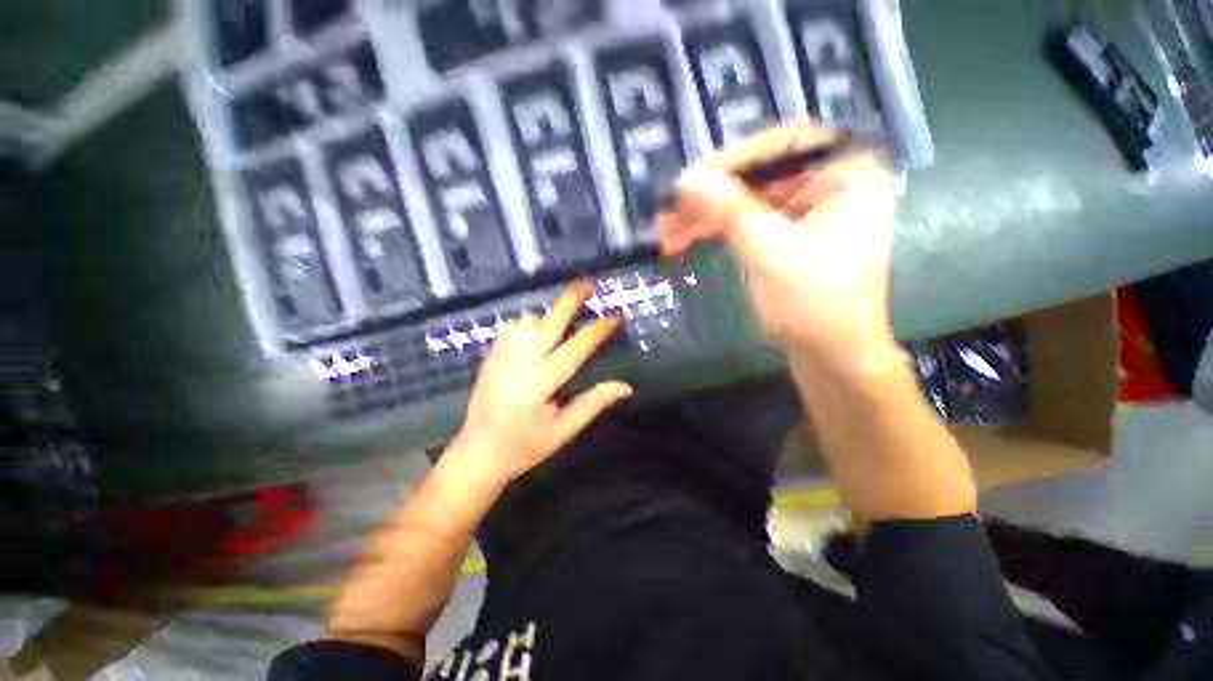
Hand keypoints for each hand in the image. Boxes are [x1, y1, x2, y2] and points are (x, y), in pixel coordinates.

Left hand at [447, 280, 632, 484]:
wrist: (478, 452)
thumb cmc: (525, 446)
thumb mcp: (563, 430)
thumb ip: (593, 403)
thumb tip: (626, 386)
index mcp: (540, 385)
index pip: (575, 349)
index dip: (597, 330)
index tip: (615, 315)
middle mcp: (519, 363)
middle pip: (549, 322)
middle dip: (571, 299)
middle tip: (589, 283)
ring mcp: (501, 357)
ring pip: (529, 320)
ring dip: (550, 314)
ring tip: (565, 317)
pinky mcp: (491, 356)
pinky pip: (512, 327)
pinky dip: (528, 323)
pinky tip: (537, 332)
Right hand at [658, 124, 901, 375]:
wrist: (831, 357)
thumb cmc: (815, 305)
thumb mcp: (771, 253)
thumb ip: (730, 211)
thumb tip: (684, 179)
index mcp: (847, 174)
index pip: (784, 143)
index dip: (734, 158)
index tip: (691, 181)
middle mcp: (828, 184)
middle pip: (758, 174)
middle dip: (710, 195)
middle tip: (669, 212)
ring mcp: (804, 212)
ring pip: (745, 200)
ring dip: (704, 216)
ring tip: (667, 235)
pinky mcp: (784, 237)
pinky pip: (744, 222)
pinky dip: (714, 230)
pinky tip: (685, 241)